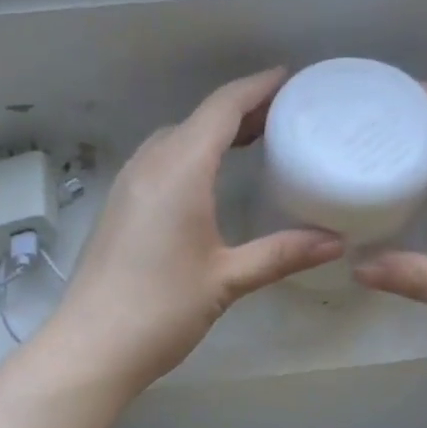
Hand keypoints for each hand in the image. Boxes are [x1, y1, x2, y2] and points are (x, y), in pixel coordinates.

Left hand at [43, 69, 342, 392]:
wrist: (92, 347)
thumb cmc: (161, 310)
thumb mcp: (227, 280)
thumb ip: (281, 254)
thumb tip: (335, 243)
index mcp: (179, 170)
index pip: (222, 108)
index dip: (258, 88)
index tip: (290, 80)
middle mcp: (149, 165)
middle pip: (198, 119)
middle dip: (240, 111)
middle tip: (284, 117)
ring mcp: (127, 185)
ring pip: (175, 140)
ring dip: (212, 133)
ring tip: (252, 144)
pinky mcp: (118, 208)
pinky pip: (159, 163)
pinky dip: (190, 156)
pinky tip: (208, 182)